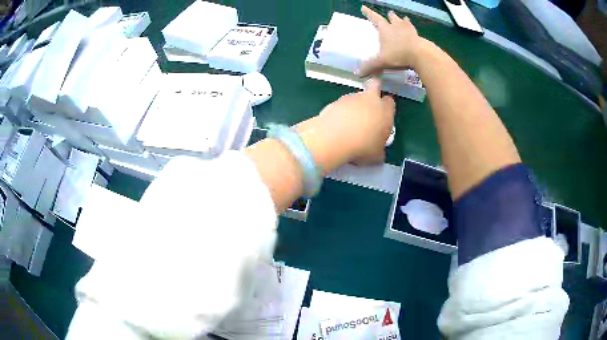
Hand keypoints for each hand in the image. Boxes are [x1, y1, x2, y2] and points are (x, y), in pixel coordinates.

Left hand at [297, 78, 395, 166]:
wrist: (334, 138)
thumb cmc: (363, 147)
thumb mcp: (377, 155)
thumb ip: (380, 150)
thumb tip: (378, 152)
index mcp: (385, 111)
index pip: (390, 102)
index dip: (387, 108)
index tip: (383, 117)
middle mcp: (370, 99)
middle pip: (375, 85)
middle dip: (374, 90)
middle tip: (369, 104)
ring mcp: (352, 97)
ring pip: (357, 96)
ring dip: (355, 104)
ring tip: (349, 122)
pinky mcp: (336, 100)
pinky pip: (342, 104)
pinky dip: (341, 111)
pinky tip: (337, 124)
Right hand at [358, 5, 422, 75]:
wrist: (420, 54)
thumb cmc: (398, 55)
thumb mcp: (381, 62)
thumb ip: (370, 66)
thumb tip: (359, 72)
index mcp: (384, 29)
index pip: (374, 18)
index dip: (368, 12)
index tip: (363, 7)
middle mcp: (395, 26)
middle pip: (391, 18)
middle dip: (388, 16)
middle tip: (388, 14)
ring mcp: (408, 29)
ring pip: (402, 21)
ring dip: (400, 20)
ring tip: (401, 19)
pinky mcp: (417, 35)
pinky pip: (413, 29)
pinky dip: (411, 28)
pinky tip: (413, 31)